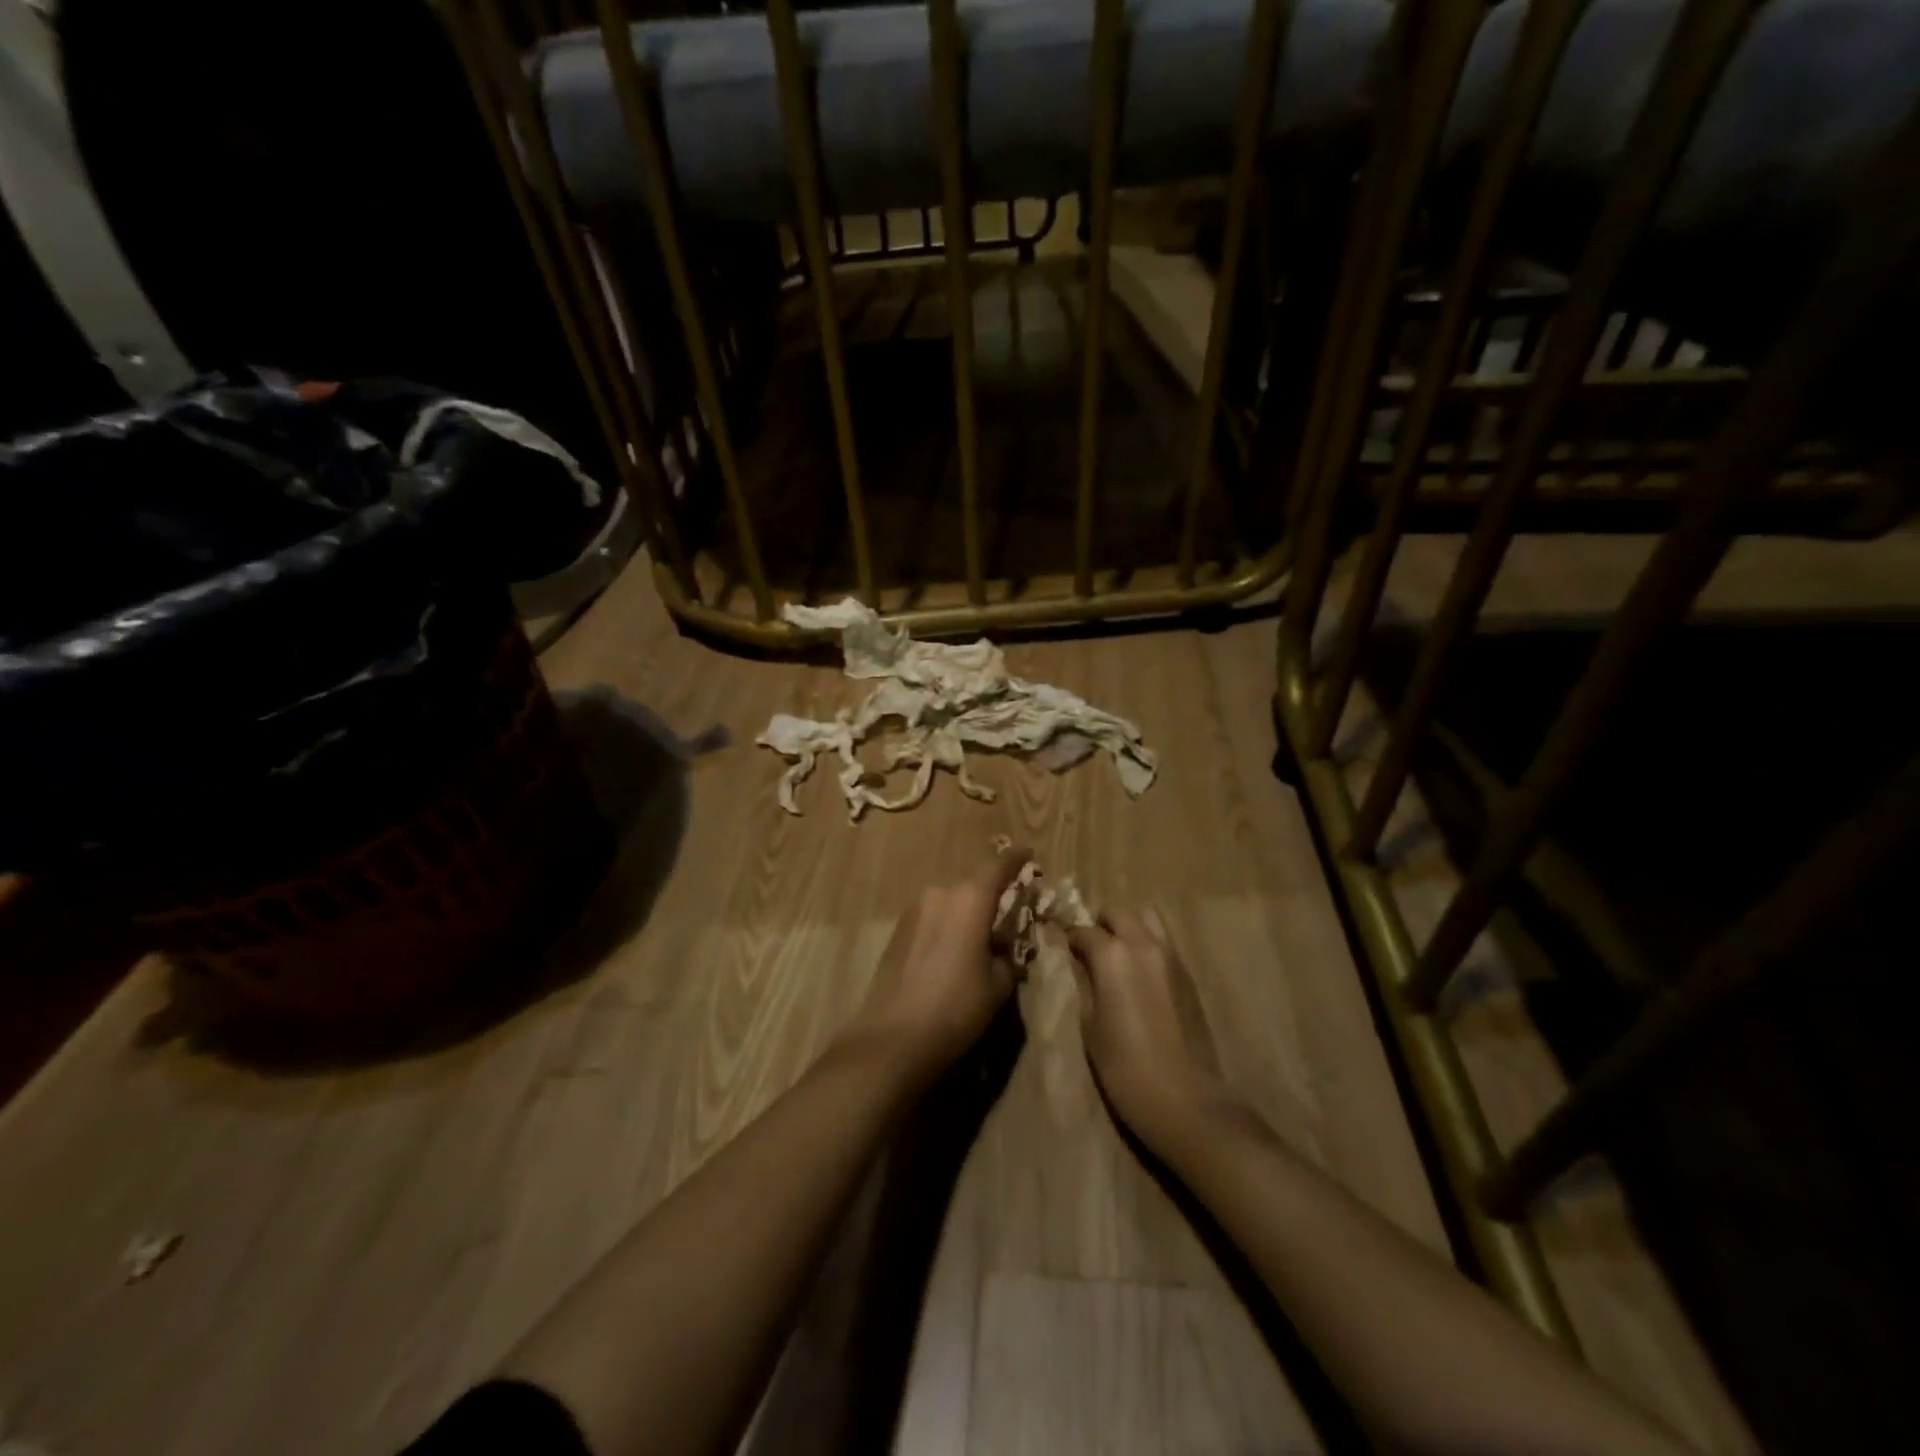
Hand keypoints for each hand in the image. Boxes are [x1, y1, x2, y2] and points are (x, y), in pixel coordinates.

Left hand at [849, 850, 1033, 1076]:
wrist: (892, 1037)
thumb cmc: (956, 1007)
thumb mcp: (998, 985)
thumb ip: (1006, 955)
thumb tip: (1001, 947)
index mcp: (969, 899)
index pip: (997, 866)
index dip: (1015, 859)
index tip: (1028, 854)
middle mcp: (939, 894)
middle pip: (971, 884)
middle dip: (991, 894)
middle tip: (1008, 911)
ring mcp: (913, 911)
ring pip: (950, 901)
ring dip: (966, 912)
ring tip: (980, 938)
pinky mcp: (897, 932)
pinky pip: (932, 918)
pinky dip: (947, 926)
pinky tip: (952, 953)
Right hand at [1067, 910, 1228, 1134]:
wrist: (1185, 1098)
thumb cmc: (1124, 1066)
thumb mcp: (1089, 1024)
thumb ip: (1083, 983)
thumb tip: (1078, 963)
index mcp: (1112, 954)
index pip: (1082, 930)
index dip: (1068, 938)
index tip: (1060, 948)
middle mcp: (1143, 943)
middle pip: (1117, 912)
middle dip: (1100, 924)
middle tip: (1089, 949)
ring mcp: (1171, 956)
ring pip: (1147, 919)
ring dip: (1129, 929)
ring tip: (1117, 956)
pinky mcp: (1188, 974)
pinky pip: (1163, 943)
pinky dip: (1147, 946)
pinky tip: (1139, 975)